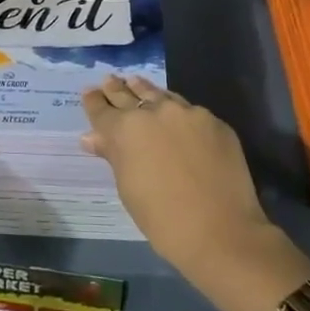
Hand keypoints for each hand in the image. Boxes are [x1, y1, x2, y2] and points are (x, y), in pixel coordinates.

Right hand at [81, 75, 278, 282]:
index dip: (94, 101)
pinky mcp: (213, 120)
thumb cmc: (162, 219)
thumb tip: (92, 137)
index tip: (89, 92)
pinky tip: (174, 112)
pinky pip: (188, 110)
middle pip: (129, 95)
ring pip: (160, 94)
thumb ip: (113, 155)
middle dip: (117, 89)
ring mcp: (186, 112)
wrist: (220, 230)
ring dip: (145, 90)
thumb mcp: (128, 188)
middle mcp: (153, 111)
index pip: (102, 109)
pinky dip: (176, 109)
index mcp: (125, 130)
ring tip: (135, 82)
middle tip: (109, 80)